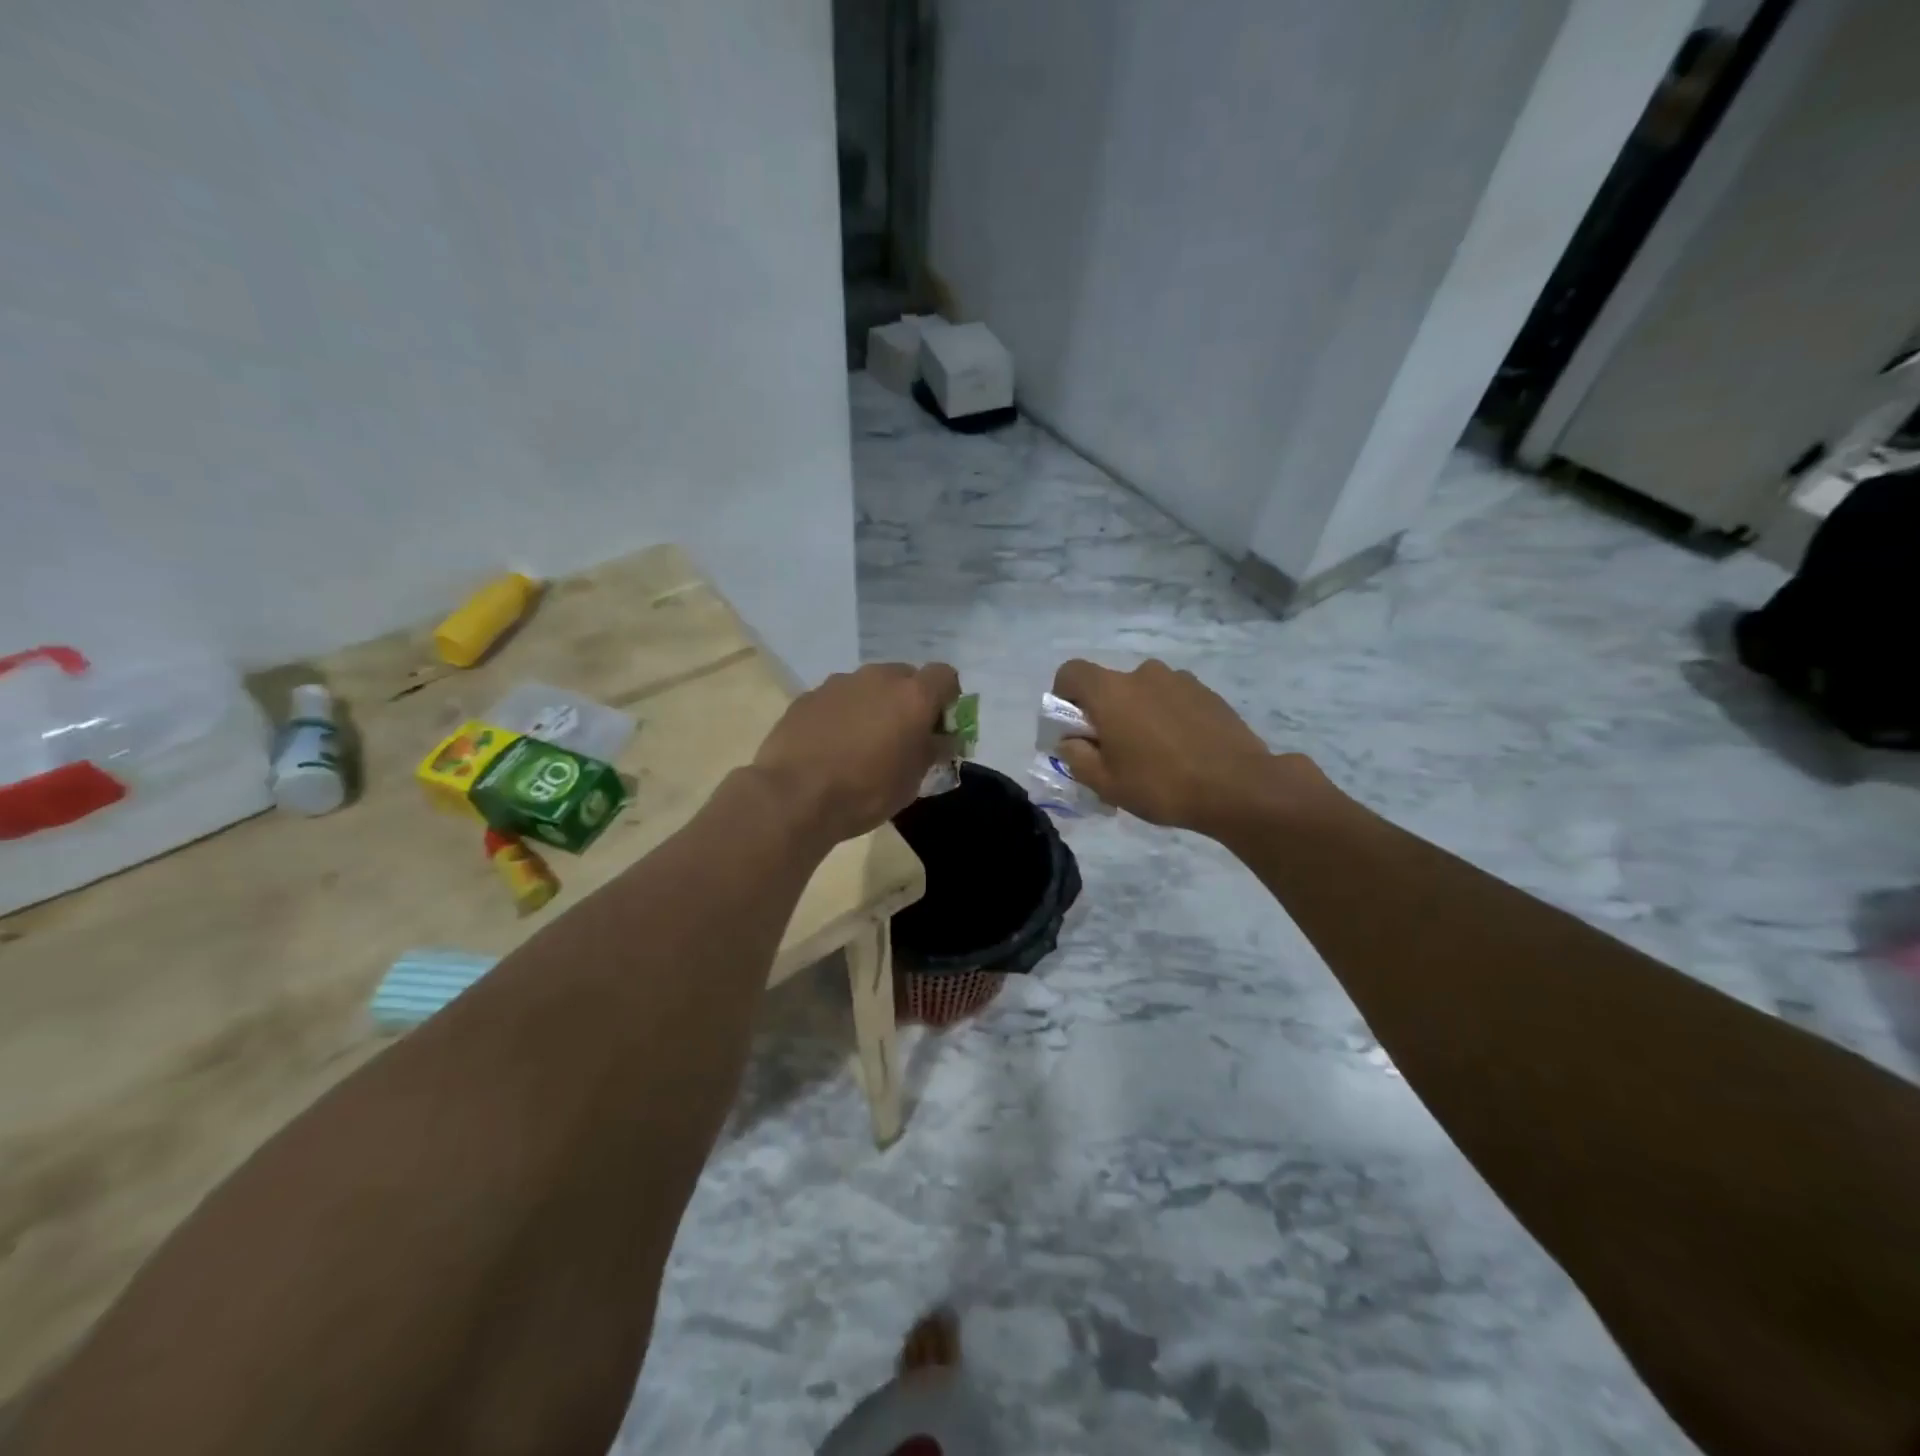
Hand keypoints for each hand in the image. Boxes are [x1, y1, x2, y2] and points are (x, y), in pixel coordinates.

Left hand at [753, 662, 960, 845]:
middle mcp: (878, 678)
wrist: (794, 797)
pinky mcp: (808, 696)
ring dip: (873, 705)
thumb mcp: (912, 781)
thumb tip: (942, 739)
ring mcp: (839, 683)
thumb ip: (932, 751)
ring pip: (868, 686)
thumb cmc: (865, 792)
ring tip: (861, 742)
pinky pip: (837, 698)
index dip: (947, 698)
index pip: (945, 676)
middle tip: (901, 735)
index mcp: (912, 696)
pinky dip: (842, 714)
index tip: (938, 725)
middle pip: (904, 676)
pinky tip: (830, 745)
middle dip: (908, 700)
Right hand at [1050, 658, 1306, 835]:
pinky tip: (1182, 751)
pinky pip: (1173, 699)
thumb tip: (1070, 741)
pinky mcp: (1208, 693)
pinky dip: (1168, 717)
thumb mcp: (1105, 783)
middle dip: (1105, 712)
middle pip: (1110, 685)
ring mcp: (1180, 680)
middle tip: (1115, 751)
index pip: (1071, 672)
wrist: (1239, 787)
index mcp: (1111, 691)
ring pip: (1144, 692)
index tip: (1075, 728)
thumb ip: (1076, 757)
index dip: (1064, 696)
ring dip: (1139, 714)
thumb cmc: (1161, 785)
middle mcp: (1143, 674)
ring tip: (1154, 754)